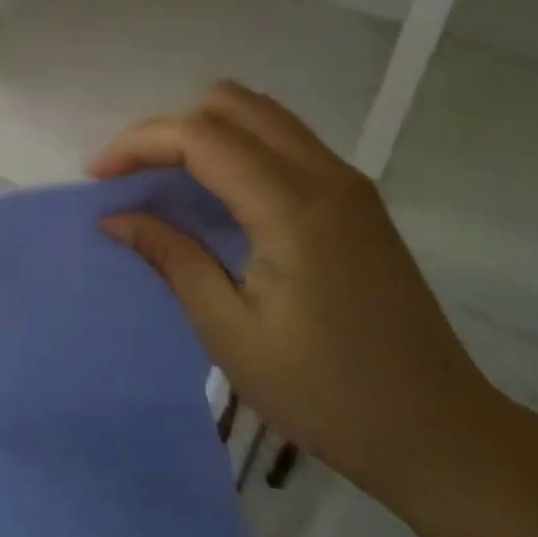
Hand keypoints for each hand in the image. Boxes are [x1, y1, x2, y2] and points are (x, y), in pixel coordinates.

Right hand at [90, 81, 516, 512]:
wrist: (440, 432)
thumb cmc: (327, 394)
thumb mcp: (231, 333)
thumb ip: (173, 258)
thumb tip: (116, 217)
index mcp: (293, 207)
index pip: (201, 135)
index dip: (139, 144)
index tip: (98, 176)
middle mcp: (325, 175)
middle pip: (233, 103)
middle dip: (169, 127)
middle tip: (132, 176)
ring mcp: (349, 184)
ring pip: (262, 115)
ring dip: (204, 131)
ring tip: (164, 179)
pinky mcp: (357, 201)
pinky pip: (285, 142)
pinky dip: (238, 147)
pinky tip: (216, 194)